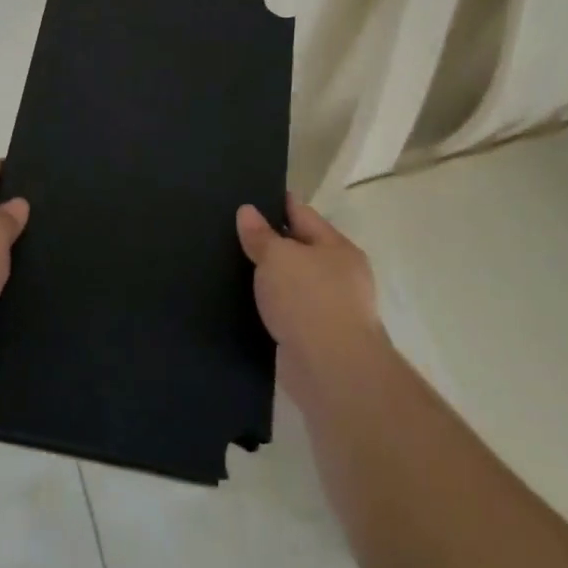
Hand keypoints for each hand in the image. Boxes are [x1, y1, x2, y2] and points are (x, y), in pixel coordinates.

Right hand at [236, 194, 383, 398]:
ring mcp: (329, 310)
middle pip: (298, 250)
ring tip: (229, 267)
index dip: (277, 204)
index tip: (248, 197)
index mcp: (337, 248)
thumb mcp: (278, 257)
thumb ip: (261, 234)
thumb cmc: (309, 300)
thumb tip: (247, 211)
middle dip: (270, 244)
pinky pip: (286, 313)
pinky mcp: (314, 340)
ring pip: (291, 284)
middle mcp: (338, 276)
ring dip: (268, 280)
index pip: (303, 214)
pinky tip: (243, 304)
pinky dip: (268, 309)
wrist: (331, 370)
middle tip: (230, 232)